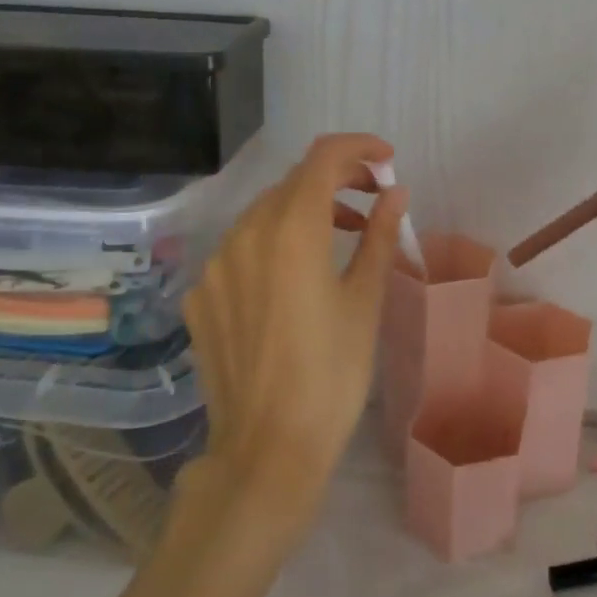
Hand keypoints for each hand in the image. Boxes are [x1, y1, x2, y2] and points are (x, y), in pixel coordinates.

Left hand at [183, 134, 406, 526]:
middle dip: (336, 179)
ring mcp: (215, 266)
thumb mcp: (365, 301)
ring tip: (341, 233)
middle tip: (373, 199)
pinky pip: (240, 248)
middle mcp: (245, 235)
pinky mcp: (201, 296)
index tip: (386, 159)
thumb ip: (379, 236)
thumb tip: (395, 193)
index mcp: (292, 231)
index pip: (323, 159)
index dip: (358, 148)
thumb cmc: (332, 374)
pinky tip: (293, 277)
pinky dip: (273, 243)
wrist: (268, 448)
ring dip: (304, 209)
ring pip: (264, 213)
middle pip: (292, 182)